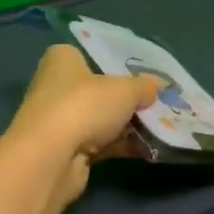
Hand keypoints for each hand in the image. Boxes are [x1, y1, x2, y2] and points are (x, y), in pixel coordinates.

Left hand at [2, 46, 162, 206]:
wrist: (51, 159)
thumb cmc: (84, 106)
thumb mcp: (125, 90)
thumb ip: (144, 87)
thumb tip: (159, 86)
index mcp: (63, 60)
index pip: (91, 54)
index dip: (117, 63)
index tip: (144, 73)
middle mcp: (56, 86)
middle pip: (100, 90)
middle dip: (127, 98)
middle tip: (158, 101)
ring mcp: (60, 121)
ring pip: (102, 119)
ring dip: (128, 124)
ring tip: (162, 126)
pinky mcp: (67, 150)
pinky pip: (101, 143)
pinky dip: (122, 145)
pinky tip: (150, 148)